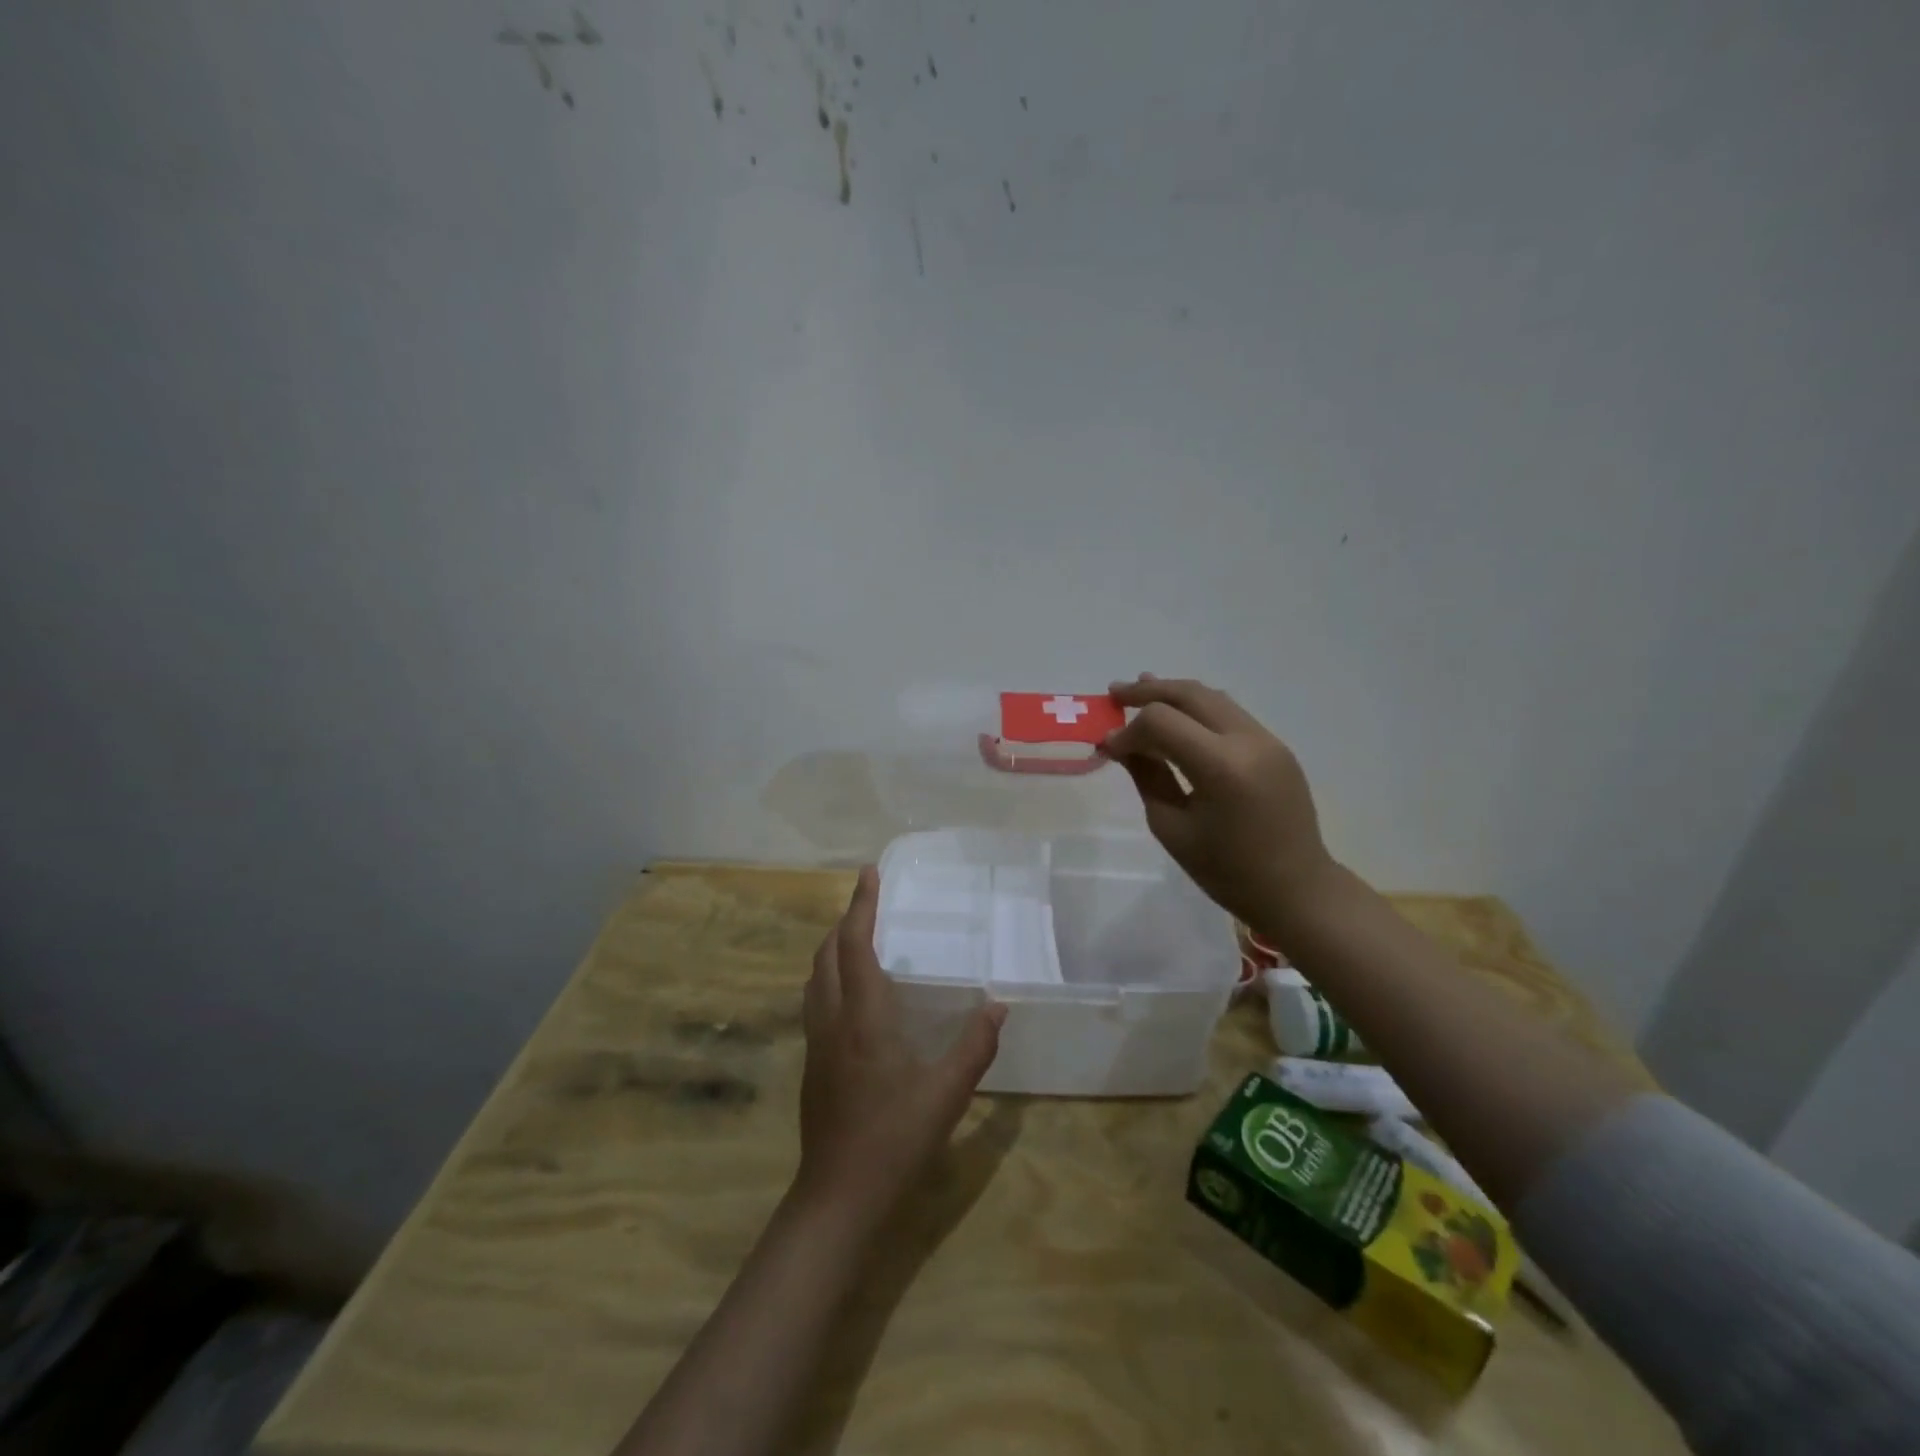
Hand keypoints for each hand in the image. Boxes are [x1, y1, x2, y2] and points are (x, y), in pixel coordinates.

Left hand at [796, 867, 1006, 1221]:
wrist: (838, 1194)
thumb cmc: (895, 1138)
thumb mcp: (947, 1094)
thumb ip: (975, 1046)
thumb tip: (999, 1005)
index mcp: (864, 1017)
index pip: (855, 946)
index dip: (861, 906)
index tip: (868, 873)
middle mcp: (833, 1020)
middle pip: (826, 954)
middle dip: (844, 921)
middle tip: (867, 902)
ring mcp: (816, 1042)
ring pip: (814, 977)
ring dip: (831, 948)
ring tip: (855, 938)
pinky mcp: (811, 1063)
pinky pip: (815, 1001)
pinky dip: (828, 977)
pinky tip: (849, 994)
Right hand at [1102, 674, 1336, 936]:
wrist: (1297, 889)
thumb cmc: (1227, 871)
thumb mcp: (1172, 827)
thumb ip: (1146, 776)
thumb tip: (1120, 745)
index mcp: (1221, 767)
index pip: (1162, 722)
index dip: (1129, 730)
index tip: (1108, 747)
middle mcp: (1248, 740)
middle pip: (1189, 694)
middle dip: (1148, 691)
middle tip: (1114, 694)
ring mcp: (1267, 739)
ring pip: (1212, 697)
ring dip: (1173, 693)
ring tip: (1140, 689)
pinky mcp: (1275, 745)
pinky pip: (1229, 713)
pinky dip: (1197, 708)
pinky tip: (1177, 715)